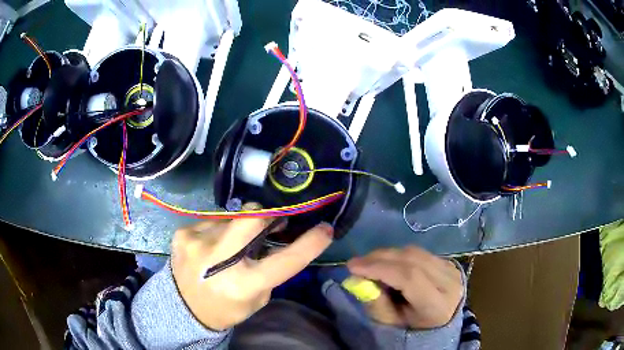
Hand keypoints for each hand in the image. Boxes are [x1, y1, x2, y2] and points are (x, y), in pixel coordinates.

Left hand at [171, 204, 333, 330]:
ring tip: (229, 244)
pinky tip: (209, 246)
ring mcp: (197, 242)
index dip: (309, 244)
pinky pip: (211, 220)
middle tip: (269, 221)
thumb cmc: (227, 306)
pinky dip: (218, 230)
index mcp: (242, 284)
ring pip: (231, 217)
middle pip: (251, 217)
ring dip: (238, 227)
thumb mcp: (256, 297)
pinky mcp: (183, 233)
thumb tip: (275, 235)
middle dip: (266, 215)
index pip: (284, 261)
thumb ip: (268, 269)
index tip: (325, 229)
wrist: (183, 308)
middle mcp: (218, 261)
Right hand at [347, 246, 462, 328]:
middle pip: (412, 259)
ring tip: (370, 263)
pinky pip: (421, 253)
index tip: (353, 267)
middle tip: (357, 262)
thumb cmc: (412, 329)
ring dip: (389, 254)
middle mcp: (449, 282)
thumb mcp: (391, 324)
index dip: (380, 268)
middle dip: (380, 258)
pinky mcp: (449, 263)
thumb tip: (358, 278)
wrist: (439, 323)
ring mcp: (452, 269)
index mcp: (437, 304)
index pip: (409, 277)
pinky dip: (400, 255)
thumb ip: (376, 302)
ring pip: (416, 252)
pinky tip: (388, 263)